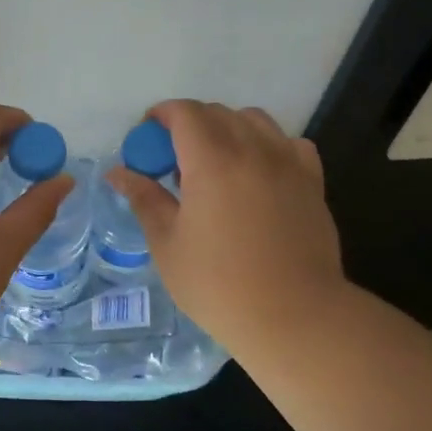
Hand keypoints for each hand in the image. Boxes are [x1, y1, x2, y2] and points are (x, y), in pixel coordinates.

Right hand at [107, 100, 349, 360]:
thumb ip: (145, 199)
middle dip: (189, 123)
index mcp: (213, 162)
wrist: (295, 317)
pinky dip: (268, 145)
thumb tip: (118, 172)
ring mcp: (288, 164)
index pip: (185, 113)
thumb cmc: (219, 286)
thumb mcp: (168, 245)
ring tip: (215, 162)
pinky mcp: (313, 183)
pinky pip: (289, 143)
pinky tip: (257, 172)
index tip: (146, 136)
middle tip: (173, 158)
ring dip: (228, 128)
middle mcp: (253, 151)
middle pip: (218, 113)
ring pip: (255, 121)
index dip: (161, 115)